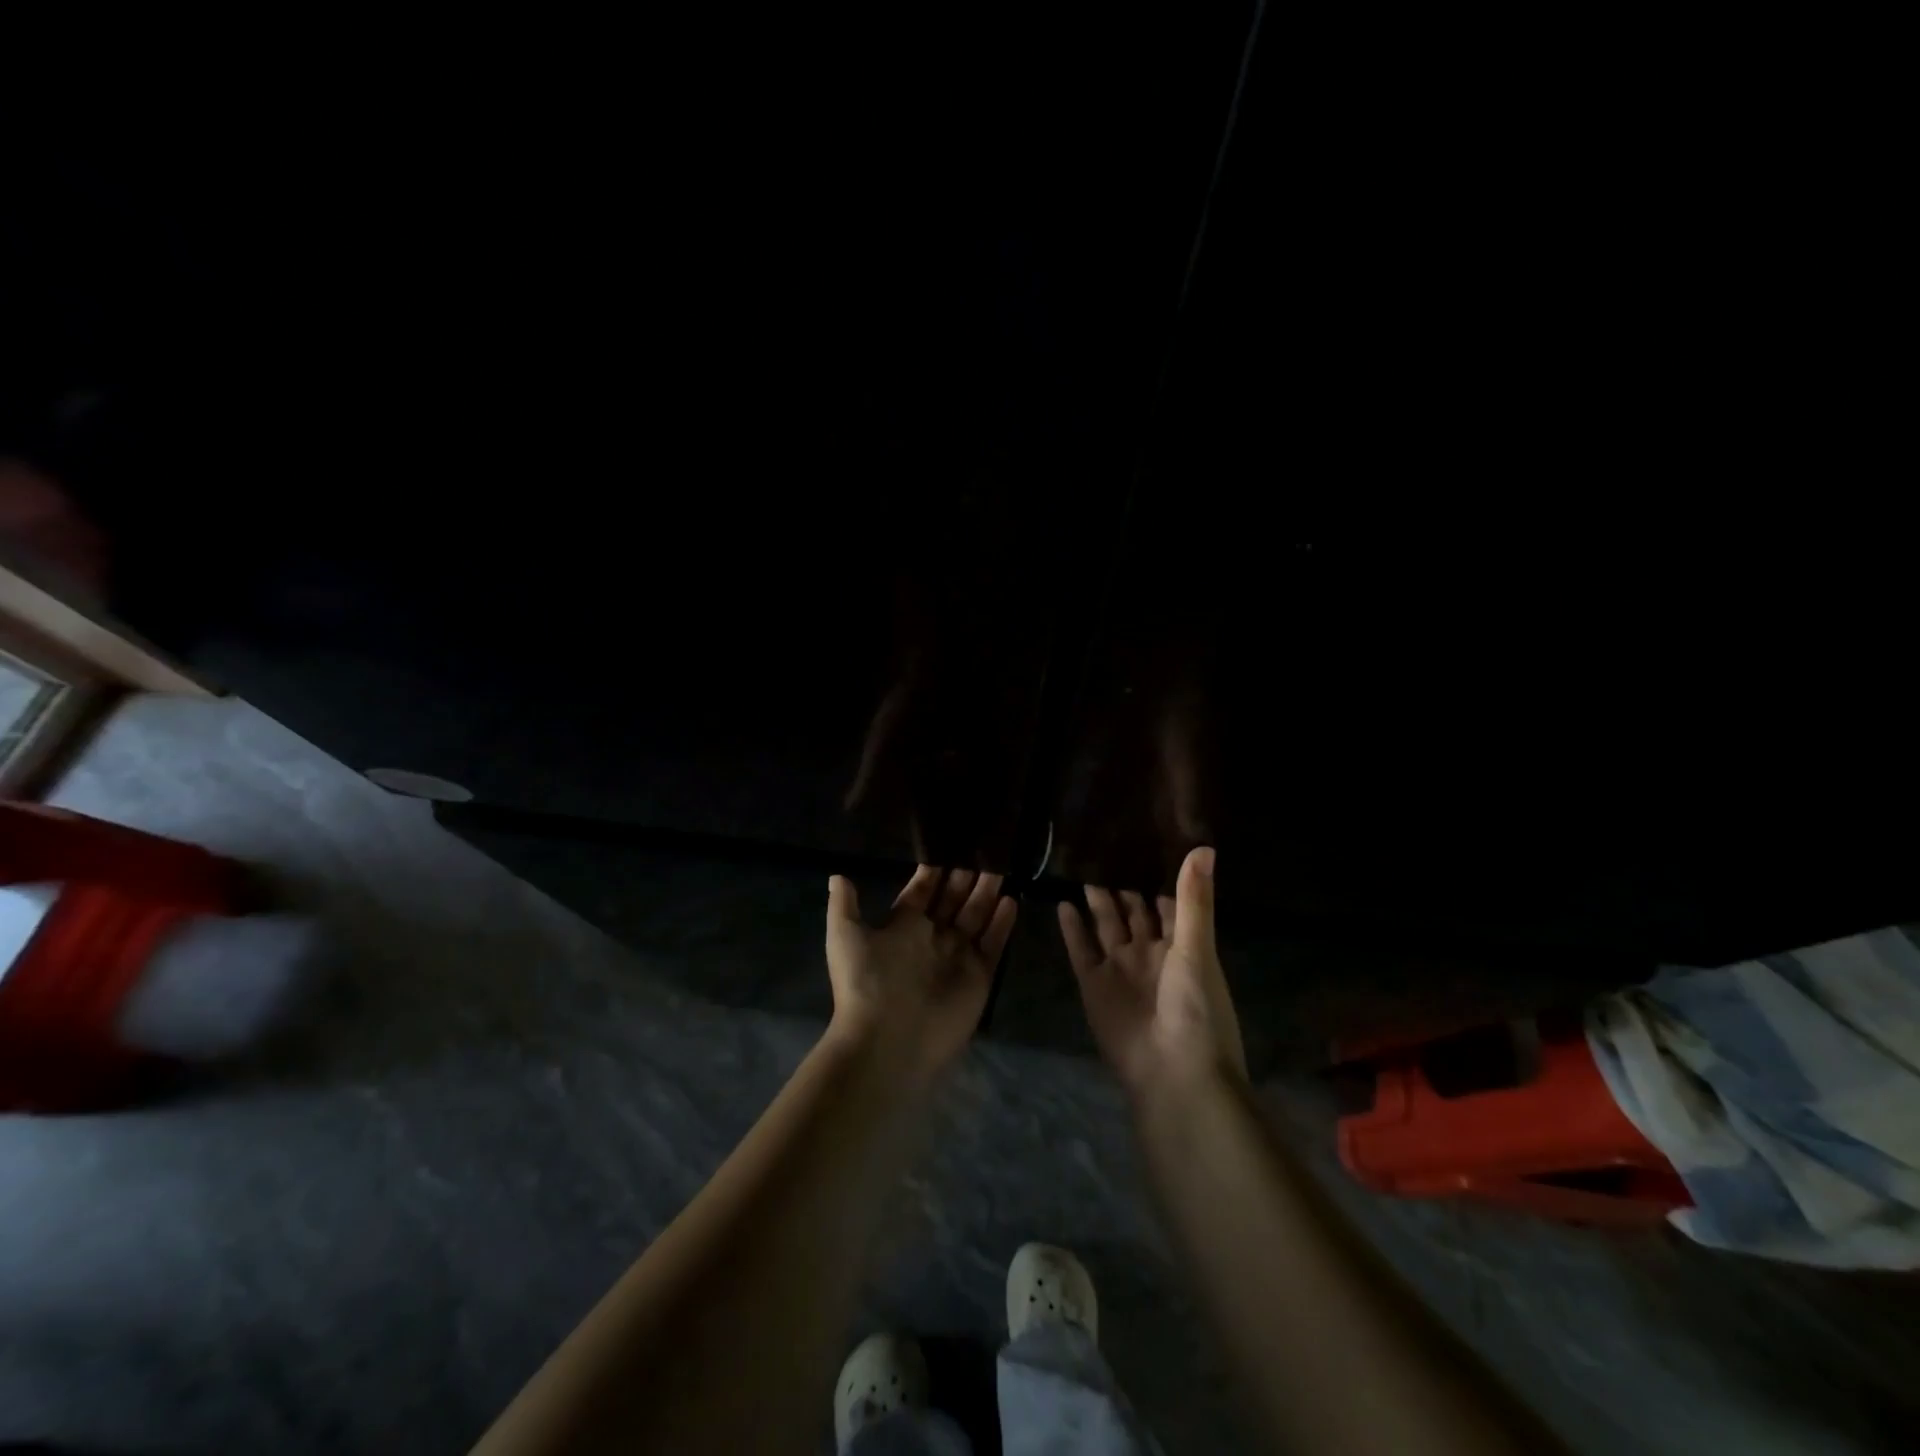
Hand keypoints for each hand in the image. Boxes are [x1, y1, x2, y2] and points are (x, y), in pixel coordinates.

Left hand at [825, 865, 1017, 1081]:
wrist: (888, 1040)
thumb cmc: (866, 983)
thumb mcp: (845, 937)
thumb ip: (845, 905)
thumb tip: (838, 876)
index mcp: (903, 927)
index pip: (922, 891)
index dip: (933, 871)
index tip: (946, 845)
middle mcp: (932, 938)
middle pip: (953, 900)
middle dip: (965, 876)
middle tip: (982, 848)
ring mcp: (957, 956)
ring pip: (976, 916)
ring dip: (987, 893)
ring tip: (1000, 866)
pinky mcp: (979, 976)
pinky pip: (993, 944)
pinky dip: (1002, 924)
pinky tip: (1011, 900)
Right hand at [1058, 846, 1246, 1100]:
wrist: (1172, 1072)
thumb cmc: (1196, 1008)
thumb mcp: (1197, 948)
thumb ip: (1194, 900)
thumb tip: (1204, 846)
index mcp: (1180, 946)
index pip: (1167, 904)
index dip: (1156, 877)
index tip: (1143, 845)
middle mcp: (1148, 953)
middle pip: (1132, 912)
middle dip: (1122, 885)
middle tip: (1104, 849)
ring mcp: (1119, 968)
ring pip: (1105, 925)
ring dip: (1096, 902)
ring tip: (1082, 869)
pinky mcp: (1093, 985)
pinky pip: (1080, 949)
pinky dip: (1072, 929)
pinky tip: (1062, 904)